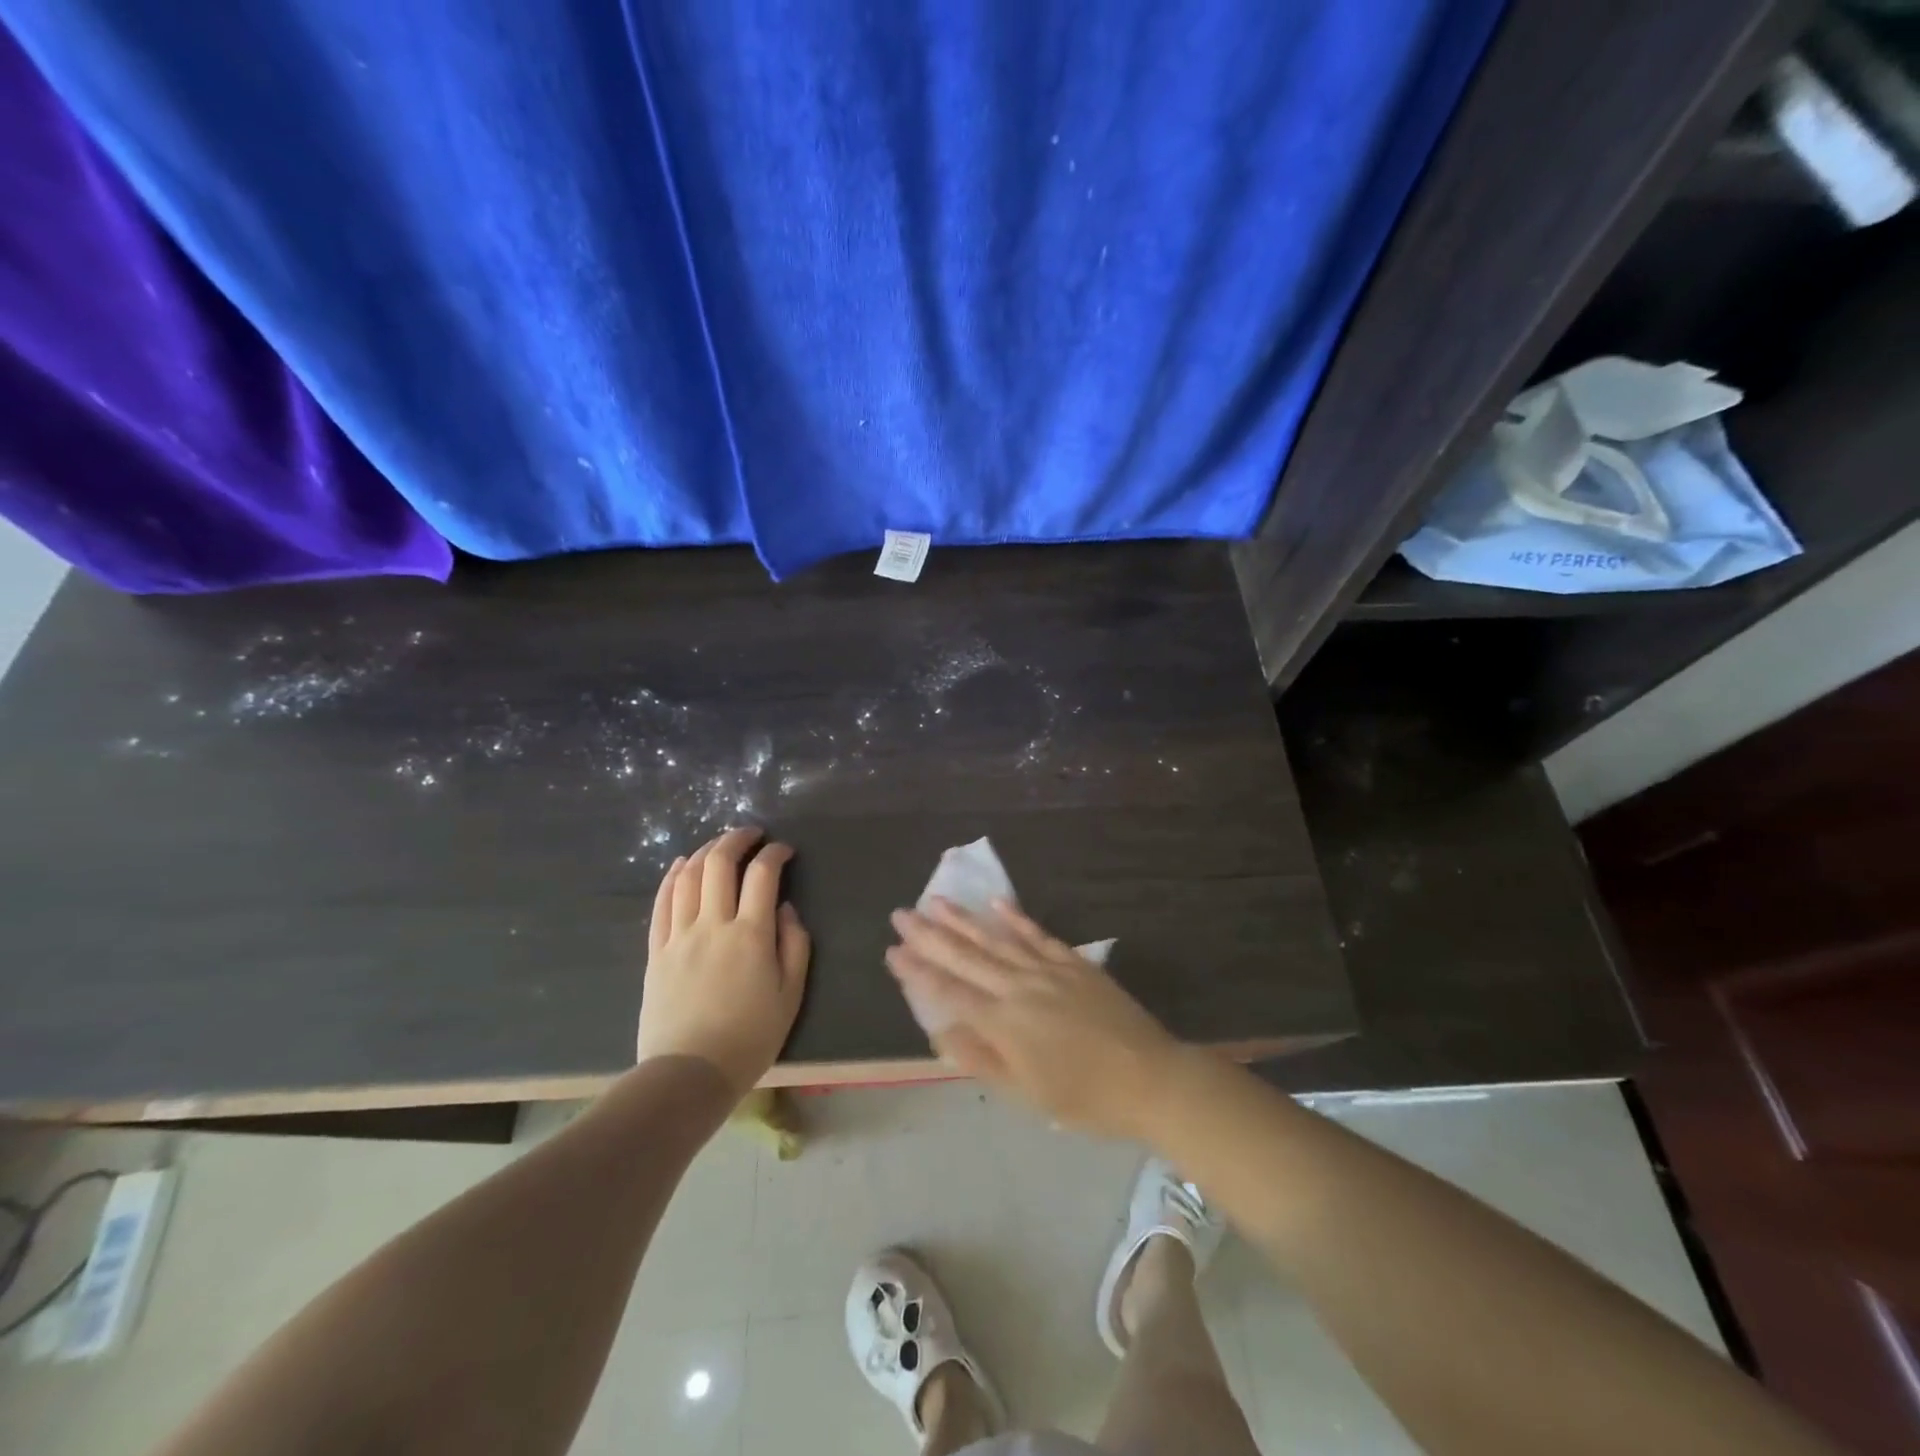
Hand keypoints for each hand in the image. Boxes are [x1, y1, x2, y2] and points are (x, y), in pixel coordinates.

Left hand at [637, 828, 810, 1096]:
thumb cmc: (750, 1038)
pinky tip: (681, 866)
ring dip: (705, 851)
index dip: (775, 854)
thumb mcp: (791, 995)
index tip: (785, 850)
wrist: (689, 1074)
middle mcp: (713, 924)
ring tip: (719, 846)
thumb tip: (785, 909)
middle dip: (737, 839)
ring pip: (688, 876)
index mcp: (751, 935)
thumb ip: (795, 945)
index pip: (763, 875)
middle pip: (719, 864)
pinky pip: (661, 903)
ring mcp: (679, 936)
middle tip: (752, 834)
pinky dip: (672, 877)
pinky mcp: (656, 951)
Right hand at [885, 898, 1181, 1139]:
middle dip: (929, 935)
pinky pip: (1037, 934)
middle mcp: (1018, 987)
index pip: (949, 990)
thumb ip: (980, 1058)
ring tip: (934, 900)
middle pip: (966, 956)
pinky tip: (996, 902)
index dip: (918, 971)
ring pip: (996, 938)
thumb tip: (940, 1030)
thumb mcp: (1025, 1094)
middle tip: (900, 914)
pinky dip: (1015, 916)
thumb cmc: (1083, 1098)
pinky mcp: (1073, 962)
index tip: (892, 951)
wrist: (1148, 1078)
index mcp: (1003, 1022)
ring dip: (962, 919)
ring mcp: (1047, 969)